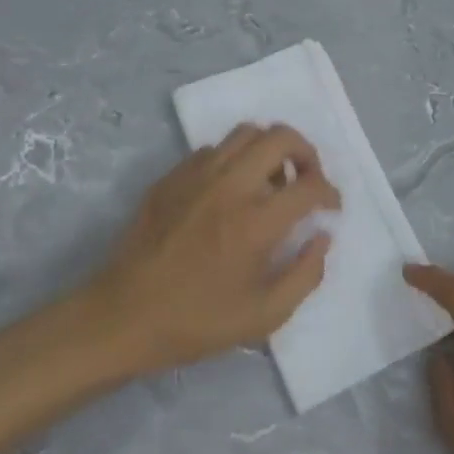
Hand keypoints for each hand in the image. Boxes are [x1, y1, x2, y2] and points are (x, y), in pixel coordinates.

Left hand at [88, 124, 339, 372]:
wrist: (122, 317)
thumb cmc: (196, 321)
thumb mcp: (263, 316)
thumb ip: (305, 275)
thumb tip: (322, 237)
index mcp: (256, 222)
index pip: (310, 186)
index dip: (330, 193)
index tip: (330, 208)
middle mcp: (230, 186)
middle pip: (280, 137)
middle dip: (306, 153)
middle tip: (307, 180)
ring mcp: (196, 175)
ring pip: (246, 132)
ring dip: (269, 150)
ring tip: (270, 180)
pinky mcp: (172, 177)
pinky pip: (213, 149)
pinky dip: (233, 160)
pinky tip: (230, 191)